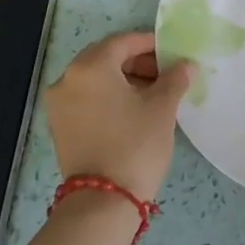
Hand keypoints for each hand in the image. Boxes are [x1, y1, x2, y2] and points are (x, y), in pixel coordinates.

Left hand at [44, 31, 195, 201]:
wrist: (103, 202)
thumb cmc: (135, 145)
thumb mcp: (162, 108)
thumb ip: (175, 78)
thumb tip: (185, 65)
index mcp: (90, 67)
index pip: (123, 42)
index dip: (150, 43)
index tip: (172, 52)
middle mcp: (67, 79)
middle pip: (106, 58)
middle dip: (137, 61)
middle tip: (165, 73)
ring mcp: (59, 105)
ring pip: (95, 79)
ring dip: (123, 79)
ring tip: (153, 93)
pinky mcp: (60, 127)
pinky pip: (87, 98)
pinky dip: (108, 96)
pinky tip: (133, 110)